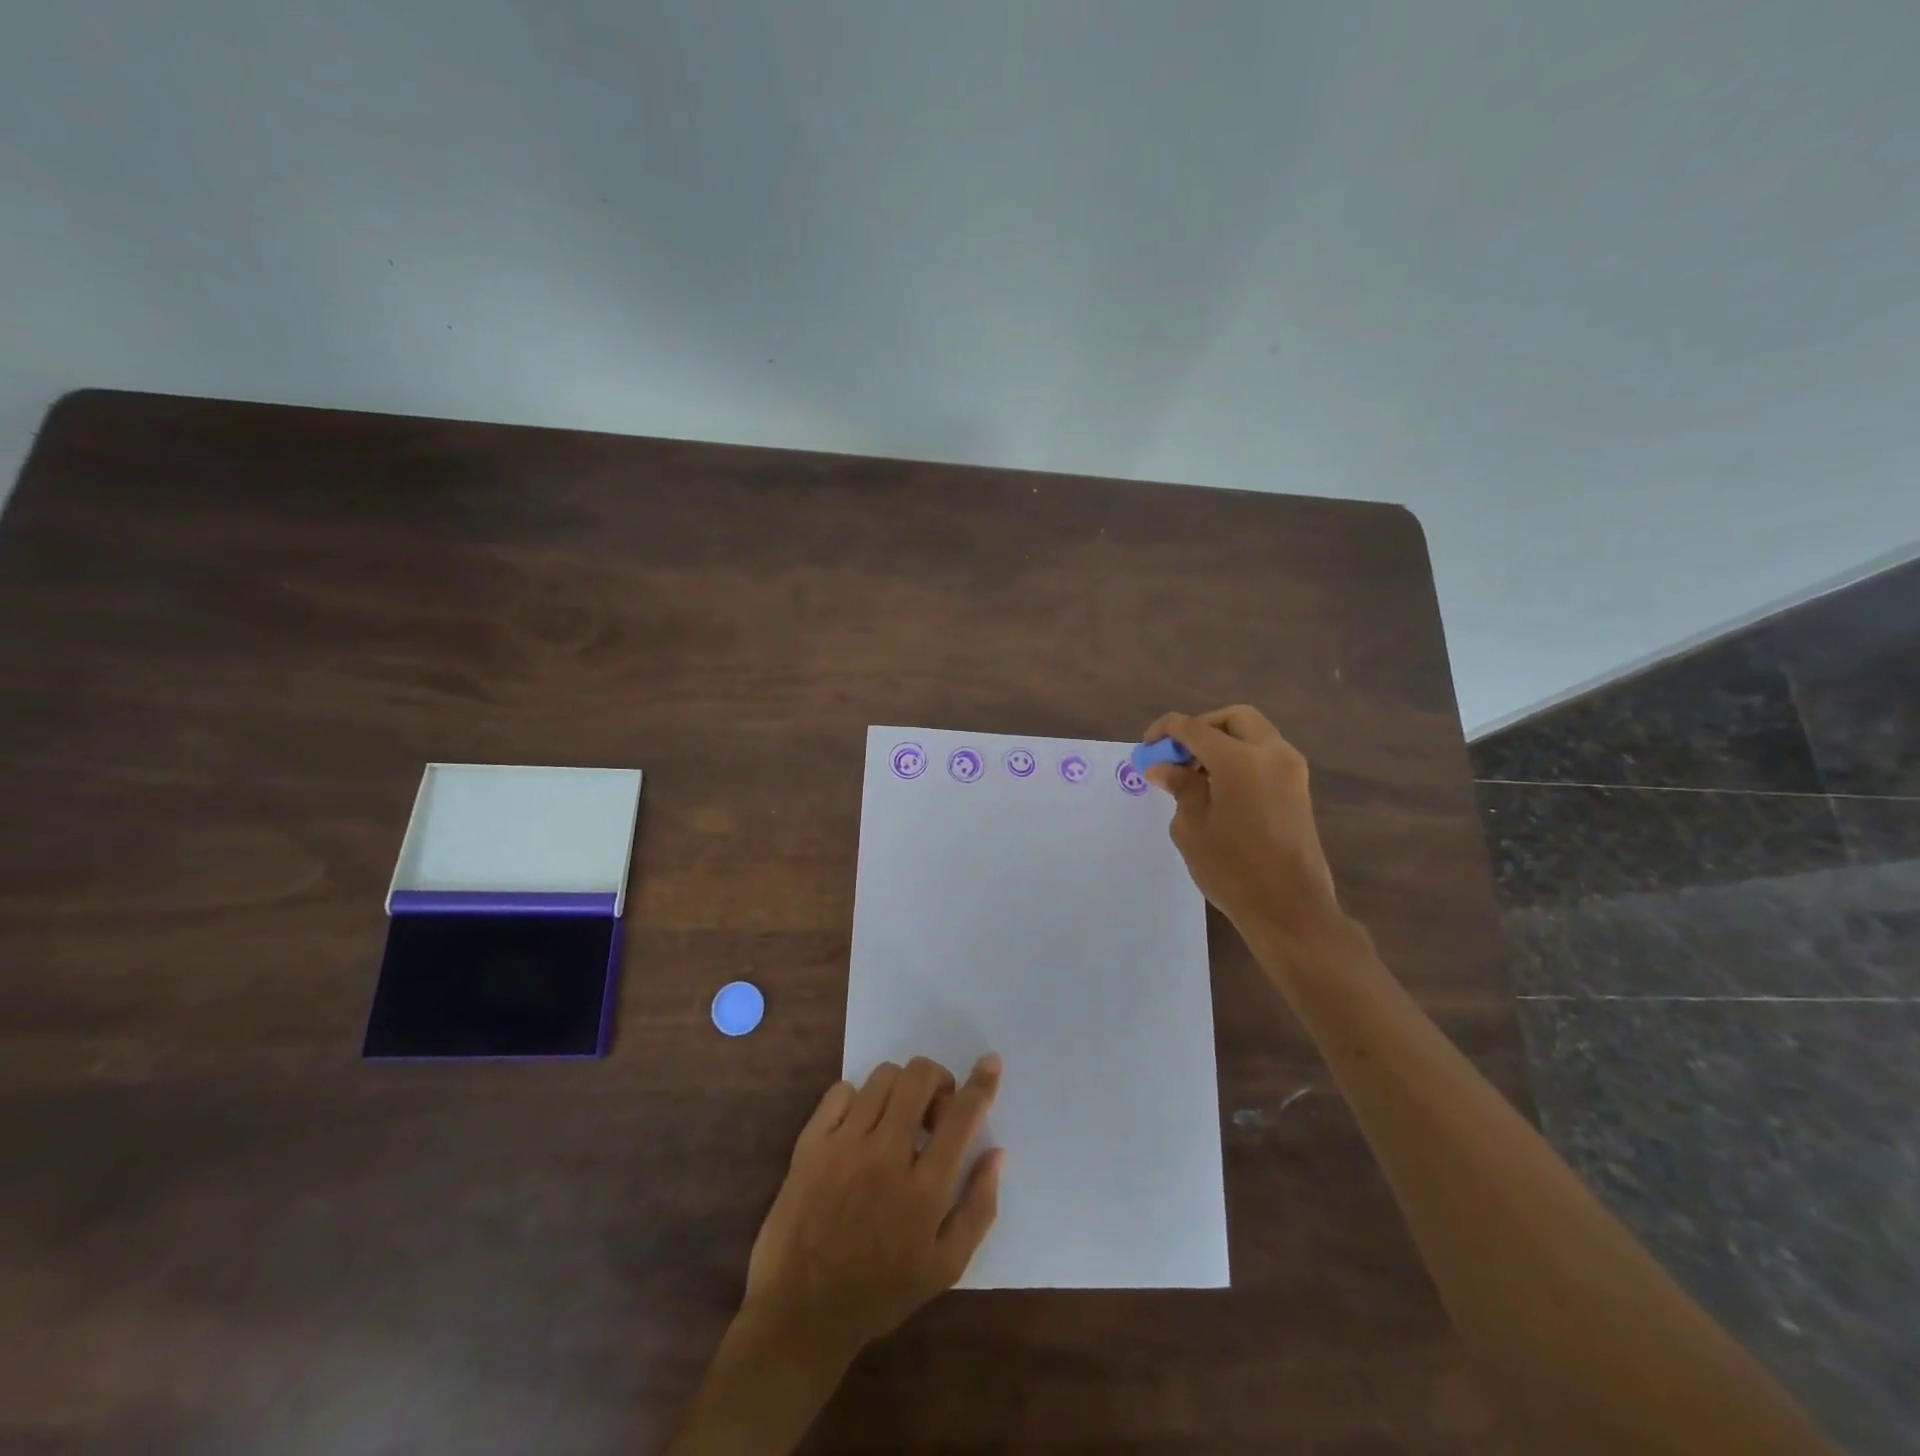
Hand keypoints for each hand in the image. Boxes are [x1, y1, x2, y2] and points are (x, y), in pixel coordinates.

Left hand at [741, 1055, 1003, 1360]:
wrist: (800, 1315)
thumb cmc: (879, 1294)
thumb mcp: (945, 1268)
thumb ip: (978, 1208)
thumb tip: (996, 1153)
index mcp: (924, 1190)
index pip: (962, 1116)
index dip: (981, 1083)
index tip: (990, 1062)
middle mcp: (885, 1156)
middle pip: (919, 1078)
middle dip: (937, 1079)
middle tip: (934, 1109)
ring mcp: (844, 1146)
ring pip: (883, 1077)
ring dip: (900, 1088)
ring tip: (897, 1118)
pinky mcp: (810, 1144)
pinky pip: (841, 1091)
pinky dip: (858, 1098)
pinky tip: (859, 1127)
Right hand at [1142, 704, 1342, 943]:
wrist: (1290, 909)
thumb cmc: (1233, 870)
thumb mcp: (1192, 828)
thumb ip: (1180, 788)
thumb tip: (1164, 768)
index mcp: (1240, 761)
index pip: (1195, 728)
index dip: (1166, 730)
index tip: (1148, 745)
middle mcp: (1271, 754)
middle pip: (1233, 718)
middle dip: (1201, 728)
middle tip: (1177, 753)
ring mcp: (1291, 770)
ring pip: (1253, 734)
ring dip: (1223, 742)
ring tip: (1195, 774)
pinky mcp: (1298, 788)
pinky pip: (1265, 755)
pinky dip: (1240, 757)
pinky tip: (1219, 787)